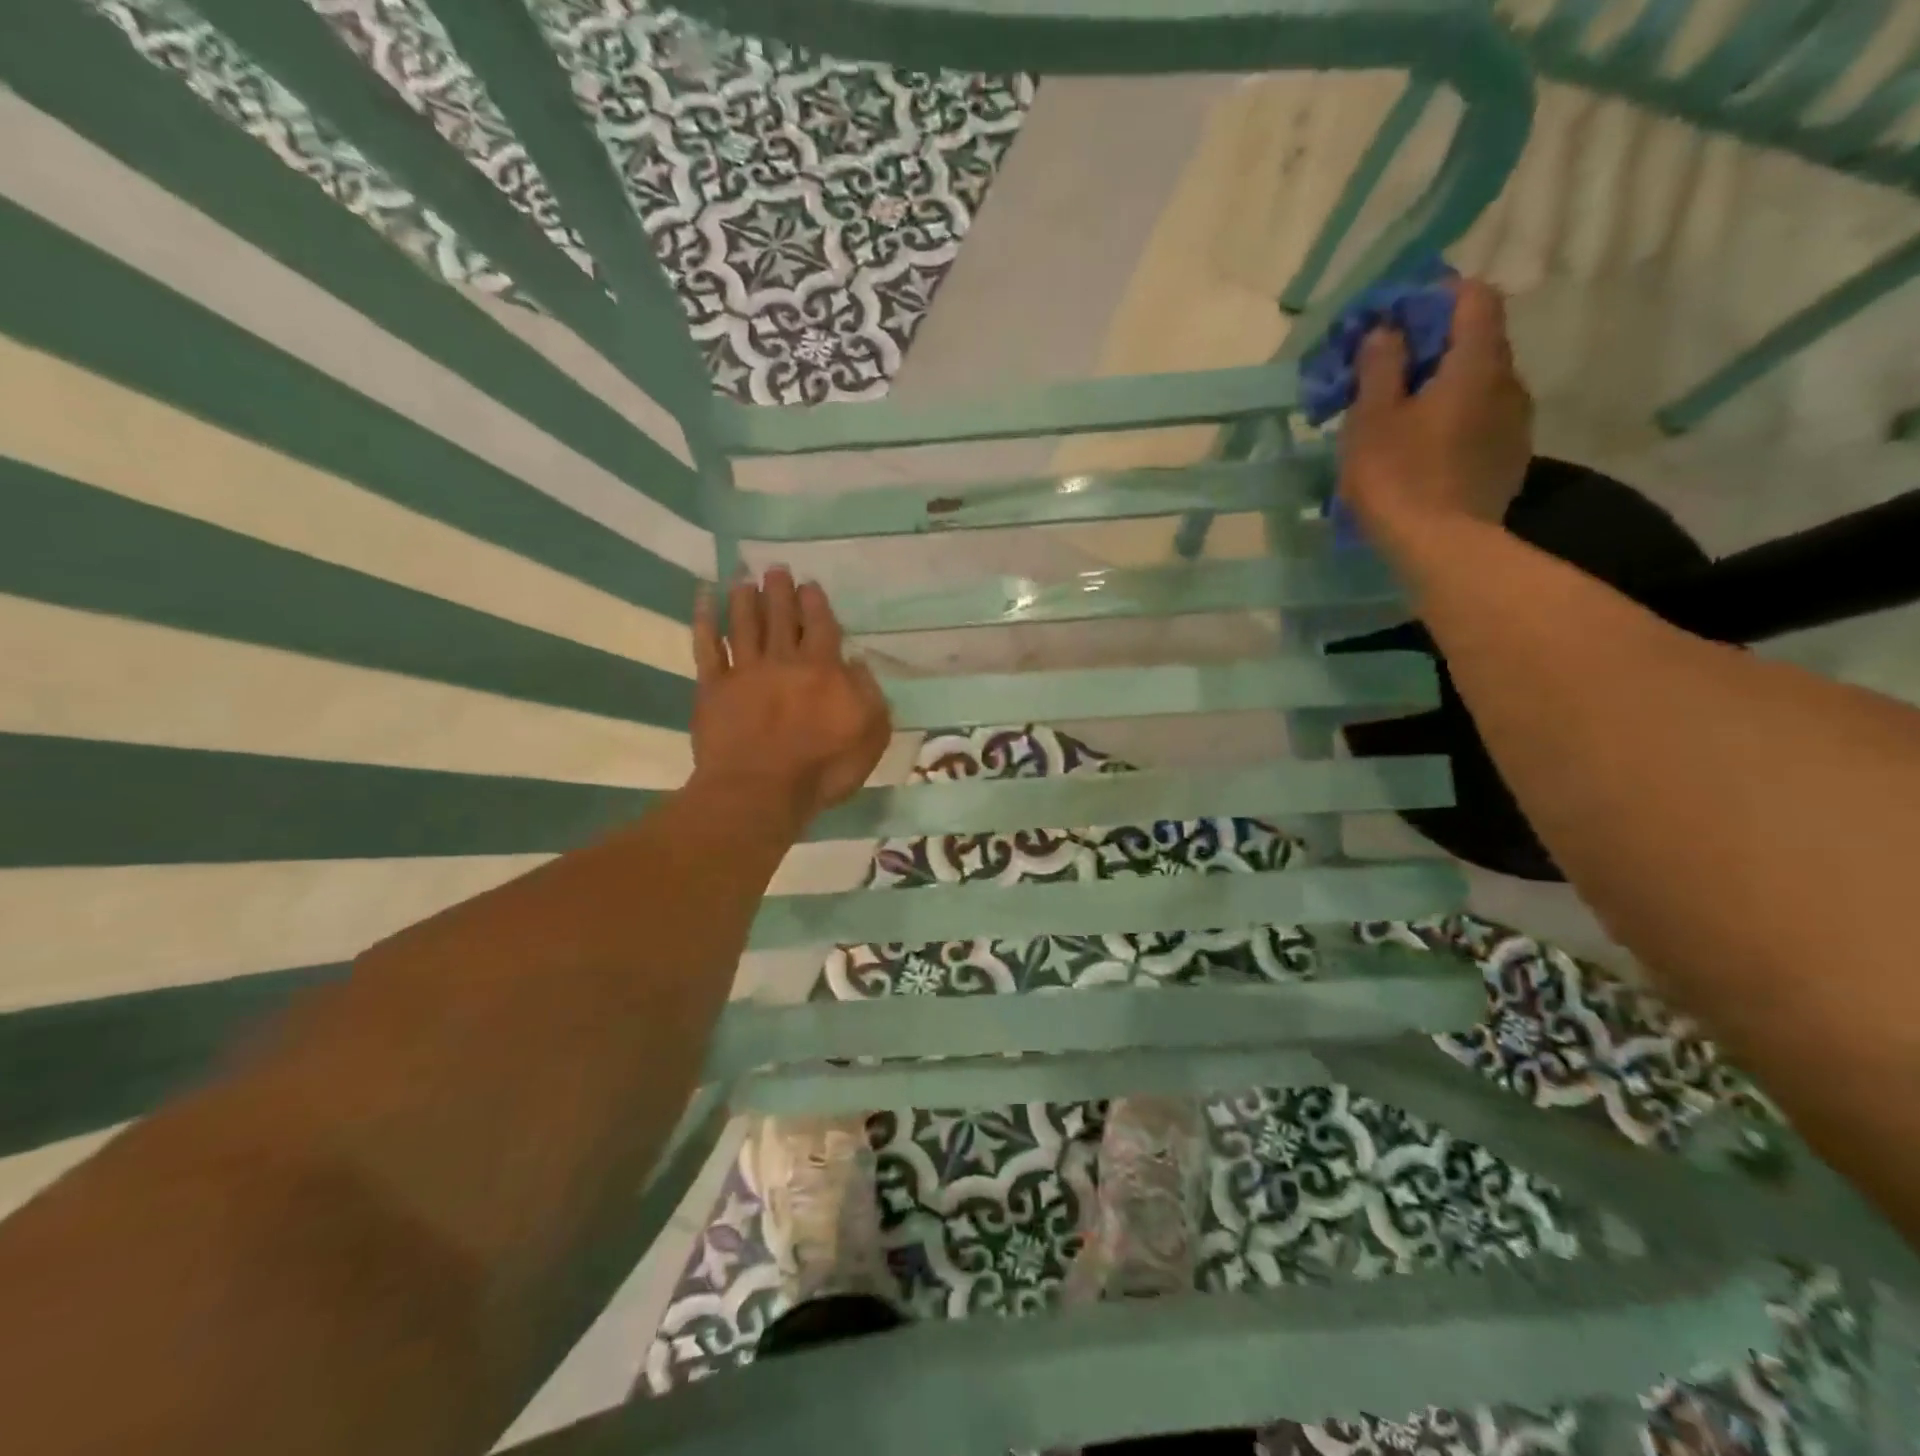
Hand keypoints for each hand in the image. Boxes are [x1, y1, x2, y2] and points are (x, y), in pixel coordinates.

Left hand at [689, 567, 891, 830]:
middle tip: (775, 570)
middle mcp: (783, 660)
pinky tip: (702, 597)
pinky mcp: (712, 687)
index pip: (820, 625)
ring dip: (744, 598)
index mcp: (823, 669)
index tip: (809, 584)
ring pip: (744, 624)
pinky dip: (703, 619)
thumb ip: (869, 693)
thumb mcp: (870, 734)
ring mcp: (744, 672)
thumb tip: (856, 661)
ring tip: (743, 577)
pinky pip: (706, 646)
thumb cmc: (822, 769)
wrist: (760, 791)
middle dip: (779, 591)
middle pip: (781, 617)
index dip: (815, 603)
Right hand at [1337, 278, 1532, 550]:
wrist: (1443, 549)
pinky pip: (1481, 421)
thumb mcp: (1372, 418)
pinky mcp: (1509, 459)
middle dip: (1434, 347)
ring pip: (1479, 385)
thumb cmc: (1399, 477)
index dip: (1436, 298)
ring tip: (1401, 419)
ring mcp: (1516, 424)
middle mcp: (1509, 382)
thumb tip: (1387, 331)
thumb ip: (1381, 366)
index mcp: (1477, 363)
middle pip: (1478, 342)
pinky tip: (1422, 451)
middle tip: (1387, 374)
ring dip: (1443, 388)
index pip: (1474, 298)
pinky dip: (1454, 421)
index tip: (1397, 321)